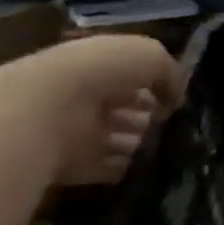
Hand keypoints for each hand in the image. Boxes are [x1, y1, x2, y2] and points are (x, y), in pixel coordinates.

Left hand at [0, 35, 183, 185]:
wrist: (47, 110)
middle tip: (170, 126)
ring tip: (164, 147)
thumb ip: (171, 73)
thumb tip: (176, 98)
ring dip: (136, 144)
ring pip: (115, 138)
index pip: (131, 76)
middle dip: (145, 116)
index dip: (154, 85)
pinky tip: (145, 167)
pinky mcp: (71, 165)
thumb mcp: (150, 55)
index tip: (174, 99)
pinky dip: (121, 168)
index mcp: (100, 65)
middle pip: (122, 108)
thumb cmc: (102, 70)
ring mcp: (77, 132)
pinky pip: (103, 168)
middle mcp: (87, 96)